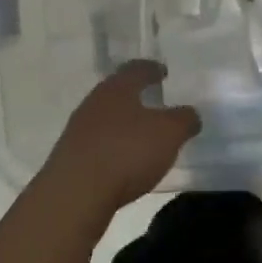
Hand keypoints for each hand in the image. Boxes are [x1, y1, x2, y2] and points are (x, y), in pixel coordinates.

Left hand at [38, 61, 199, 220]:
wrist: (75, 193)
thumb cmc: (126, 152)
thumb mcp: (168, 134)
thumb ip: (183, 120)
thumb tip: (190, 114)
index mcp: (117, 88)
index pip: (136, 69)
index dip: (152, 69)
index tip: (162, 71)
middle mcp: (94, 101)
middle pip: (117, 92)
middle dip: (135, 95)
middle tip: (153, 101)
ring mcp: (78, 129)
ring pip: (105, 118)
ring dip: (122, 123)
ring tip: (140, 134)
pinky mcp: (70, 156)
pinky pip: (97, 143)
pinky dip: (112, 146)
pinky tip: (122, 161)